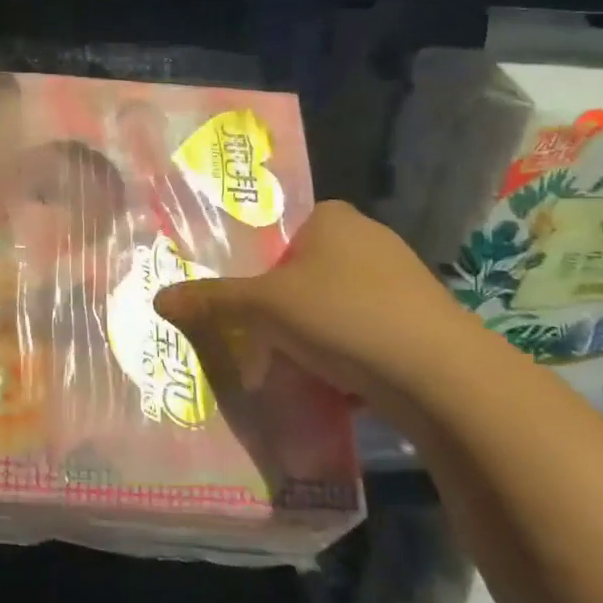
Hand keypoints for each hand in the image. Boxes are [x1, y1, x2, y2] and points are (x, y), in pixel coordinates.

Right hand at [152, 200, 477, 423]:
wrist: (444, 377)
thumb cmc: (344, 318)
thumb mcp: (264, 309)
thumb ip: (212, 301)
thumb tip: (158, 298)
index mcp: (333, 218)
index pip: (281, 232)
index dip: (258, 267)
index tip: (244, 303)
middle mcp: (370, 238)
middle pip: (306, 271)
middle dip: (283, 306)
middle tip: (260, 337)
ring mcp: (403, 279)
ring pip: (337, 304)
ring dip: (315, 333)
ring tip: (294, 366)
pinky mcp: (424, 320)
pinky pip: (367, 331)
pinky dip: (349, 353)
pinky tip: (337, 383)